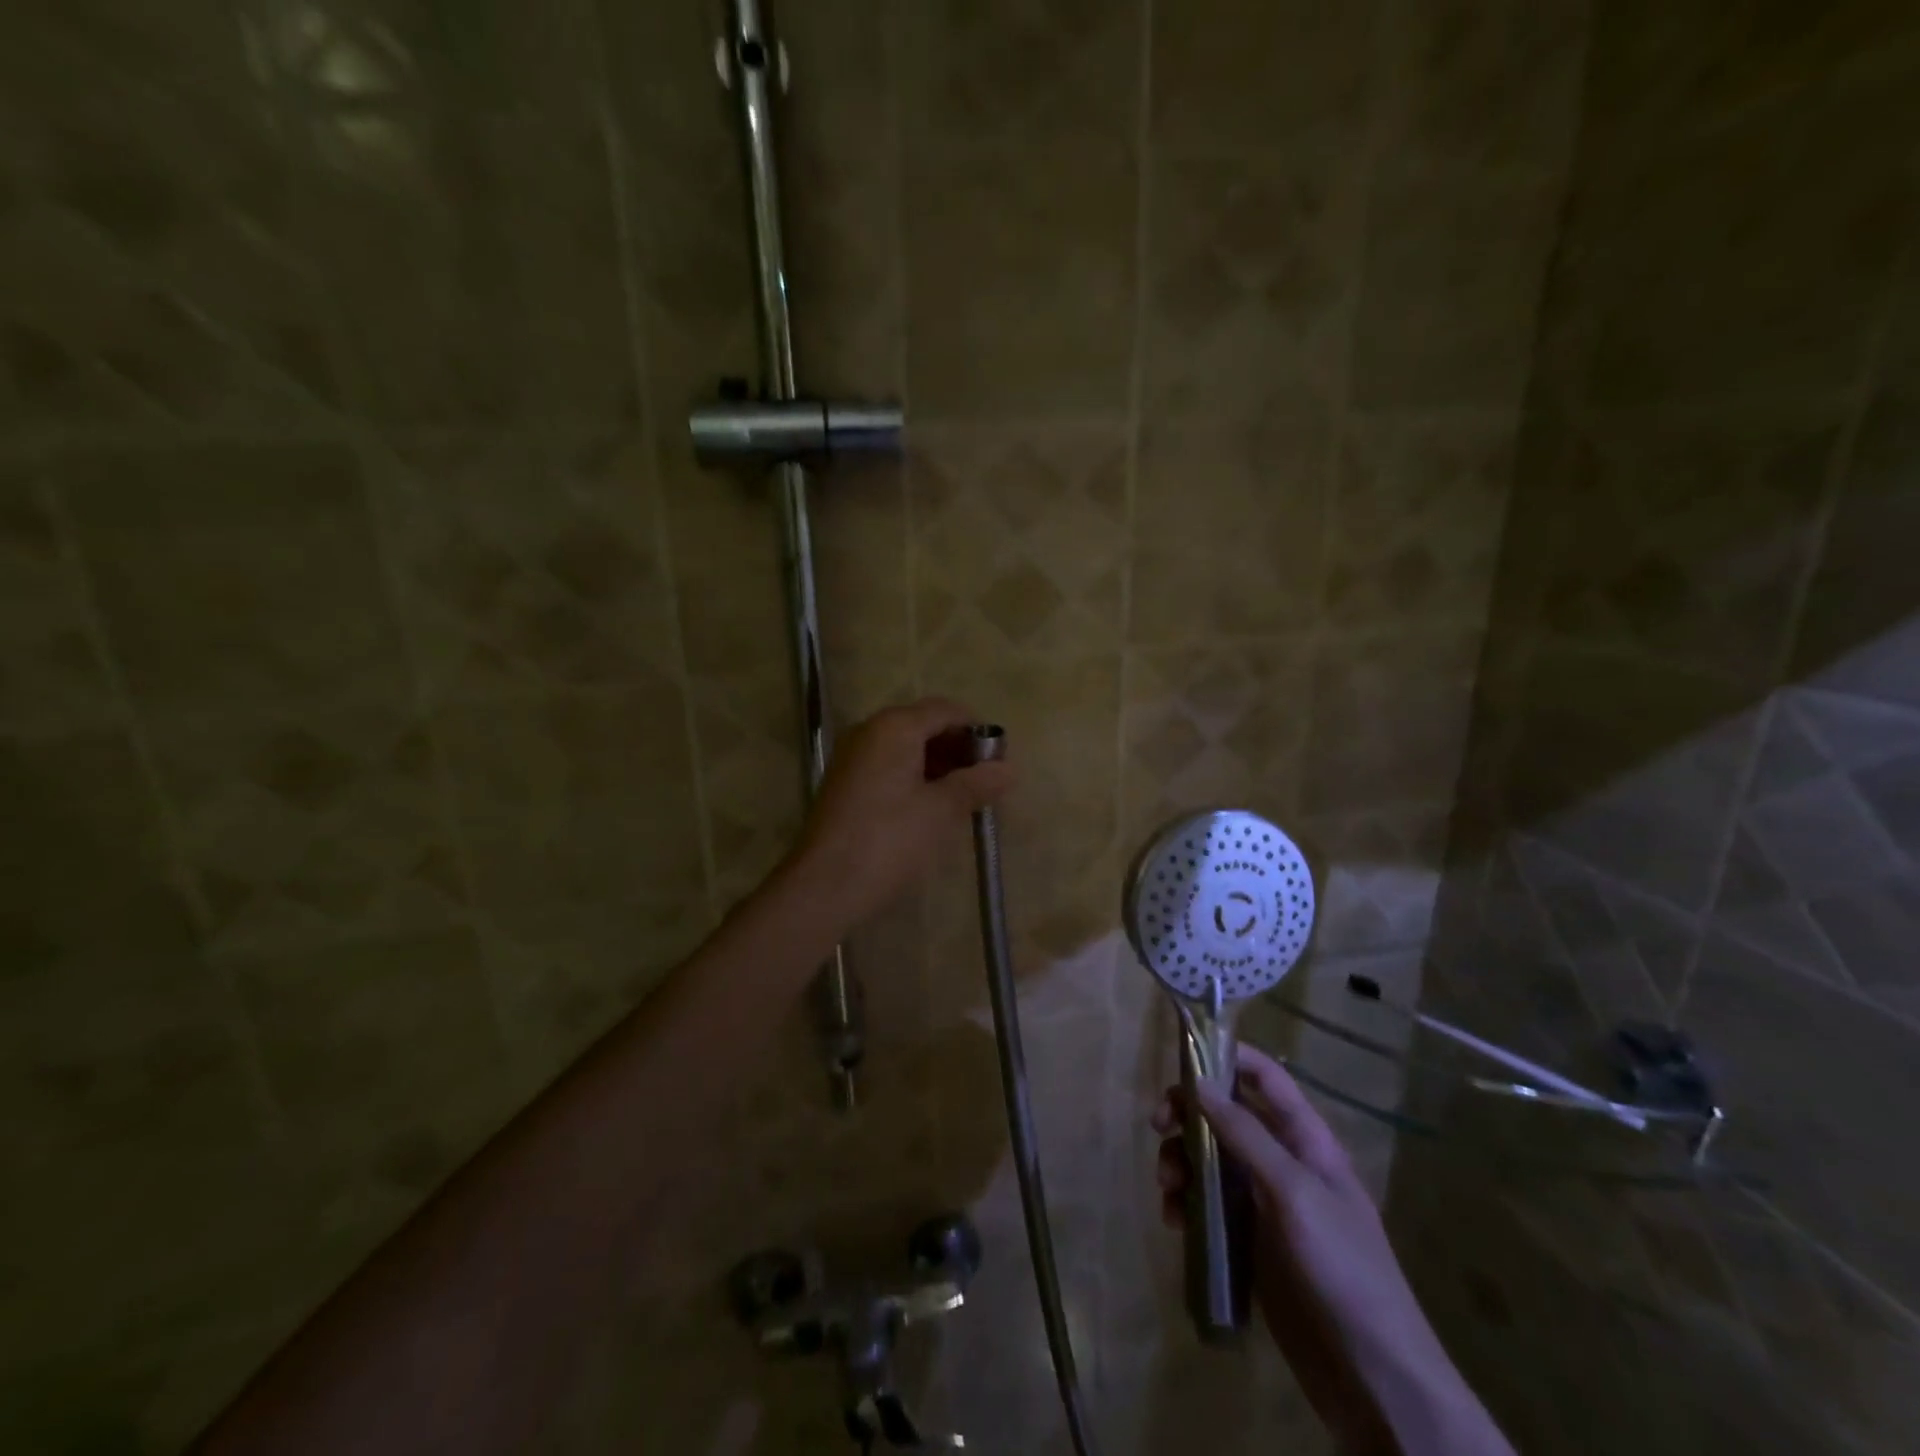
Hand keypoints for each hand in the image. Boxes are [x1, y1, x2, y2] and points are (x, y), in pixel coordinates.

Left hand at [788, 698, 1012, 927]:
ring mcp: (853, 757)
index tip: (1000, 761)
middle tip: (986, 782)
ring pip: (905, 748)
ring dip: (938, 766)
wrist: (825, 885)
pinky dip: (914, 778)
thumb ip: (977, 784)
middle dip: (958, 749)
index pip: (946, 710)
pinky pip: (888, 767)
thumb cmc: (890, 840)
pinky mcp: (845, 784)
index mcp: (894, 727)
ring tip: (964, 798)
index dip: (977, 730)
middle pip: (924, 725)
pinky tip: (932, 807)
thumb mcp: (942, 810)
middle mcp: (869, 731)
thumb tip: (1009, 769)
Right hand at [1156, 1047, 1509, 1455]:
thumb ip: (1246, 1134)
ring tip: (1167, 1188)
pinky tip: (1175, 1222)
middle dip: (1189, 1114)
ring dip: (1181, 1162)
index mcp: (1305, 1140)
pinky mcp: (1249, 1241)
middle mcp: (1282, 1162)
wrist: (1373, 1374)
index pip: (1265, 1078)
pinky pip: (1208, 1204)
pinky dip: (1186, 1203)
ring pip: (1210, 1159)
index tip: (1183, 1058)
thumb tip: (1199, 1082)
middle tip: (1158, 1126)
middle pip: (1226, 1115)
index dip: (1228, 1058)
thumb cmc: (1342, 1267)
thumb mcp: (1294, 1191)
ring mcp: (1264, 1203)